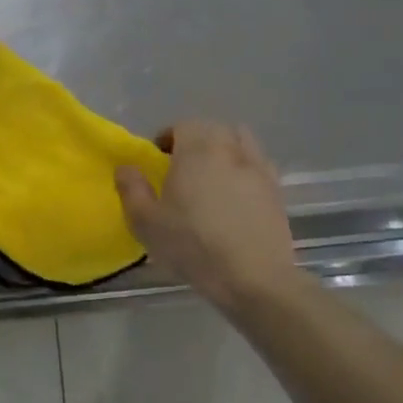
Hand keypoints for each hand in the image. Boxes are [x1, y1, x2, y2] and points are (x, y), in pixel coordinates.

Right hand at [115, 121, 299, 308]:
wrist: (253, 277)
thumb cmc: (193, 245)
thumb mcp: (146, 222)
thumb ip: (131, 189)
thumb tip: (125, 167)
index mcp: (197, 149)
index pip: (182, 126)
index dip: (167, 138)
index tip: (158, 161)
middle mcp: (230, 149)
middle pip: (213, 130)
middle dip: (196, 142)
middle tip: (182, 169)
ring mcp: (258, 168)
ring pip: (241, 142)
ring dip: (225, 150)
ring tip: (213, 177)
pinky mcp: (277, 190)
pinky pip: (259, 166)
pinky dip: (245, 170)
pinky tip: (237, 196)